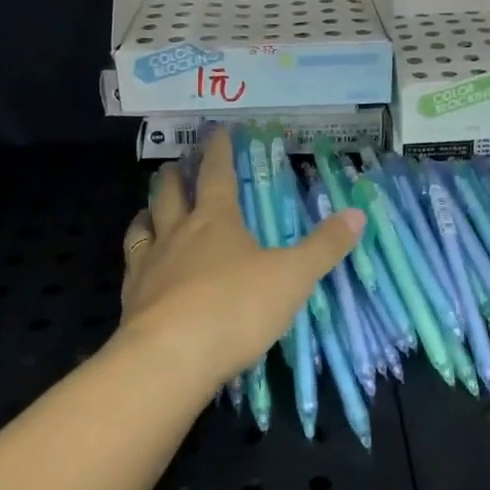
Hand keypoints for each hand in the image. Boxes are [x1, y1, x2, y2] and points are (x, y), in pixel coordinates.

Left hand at [118, 129, 365, 389]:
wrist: (171, 358)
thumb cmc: (236, 308)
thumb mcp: (293, 277)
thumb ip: (324, 247)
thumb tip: (357, 213)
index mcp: (216, 221)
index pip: (216, 174)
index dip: (217, 150)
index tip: (215, 130)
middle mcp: (178, 234)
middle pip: (170, 194)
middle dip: (175, 176)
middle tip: (176, 164)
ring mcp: (150, 266)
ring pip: (143, 226)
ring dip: (148, 211)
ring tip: (149, 207)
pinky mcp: (132, 299)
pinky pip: (131, 265)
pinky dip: (136, 254)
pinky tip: (139, 264)